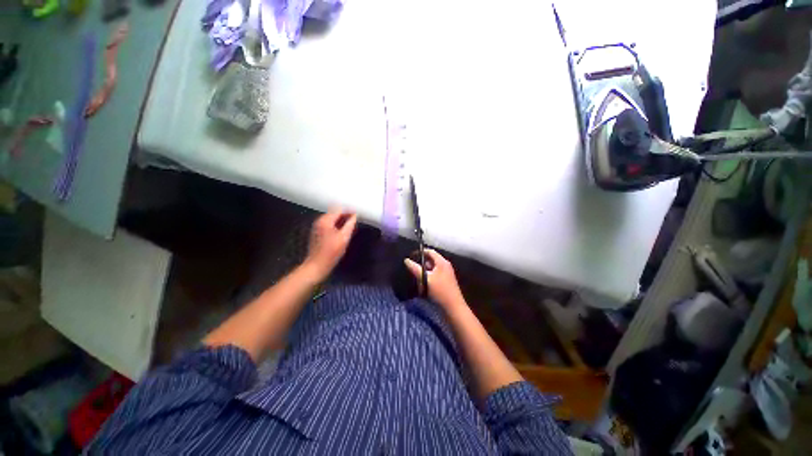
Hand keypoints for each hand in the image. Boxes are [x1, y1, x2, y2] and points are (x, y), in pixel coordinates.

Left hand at [304, 209, 356, 278]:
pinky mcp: (317, 232)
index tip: (358, 214)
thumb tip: (355, 216)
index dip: (350, 211)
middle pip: (335, 212)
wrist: (316, 265)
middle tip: (355, 220)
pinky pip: (329, 223)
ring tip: (351, 225)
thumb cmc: (331, 252)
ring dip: (341, 220)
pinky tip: (342, 231)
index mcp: (325, 220)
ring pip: (332, 218)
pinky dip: (336, 224)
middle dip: (346, 215)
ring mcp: (317, 226)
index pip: (340, 209)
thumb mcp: (344, 238)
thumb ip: (350, 225)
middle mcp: (320, 220)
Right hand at [404, 249, 464, 308]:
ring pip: (433, 268)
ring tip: (416, 275)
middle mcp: (445, 265)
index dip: (421, 252)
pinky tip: (423, 283)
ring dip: (425, 270)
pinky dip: (429, 276)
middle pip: (432, 260)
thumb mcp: (425, 279)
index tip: (412, 255)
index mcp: (442, 262)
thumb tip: (406, 260)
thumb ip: (415, 269)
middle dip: (422, 262)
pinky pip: (436, 274)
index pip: (430, 251)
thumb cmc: (440, 291)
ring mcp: (447, 273)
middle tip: (412, 266)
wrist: (453, 307)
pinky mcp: (446, 281)